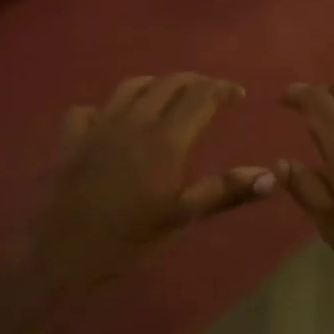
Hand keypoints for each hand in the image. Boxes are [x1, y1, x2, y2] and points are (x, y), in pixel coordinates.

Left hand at [18, 74, 274, 300]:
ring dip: (155, 85)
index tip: (238, 94)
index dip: (223, 89)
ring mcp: (100, 124)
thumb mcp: (182, 217)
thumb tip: (271, 176)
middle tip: (209, 93)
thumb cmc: (129, 238)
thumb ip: (226, 191)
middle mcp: (134, 119)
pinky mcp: (72, 136)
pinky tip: (111, 121)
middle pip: (169, 83)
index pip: (201, 96)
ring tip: (167, 95)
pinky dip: (106, 108)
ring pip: (131, 86)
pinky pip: (90, 108)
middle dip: (194, 82)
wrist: (62, 251)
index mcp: (166, 138)